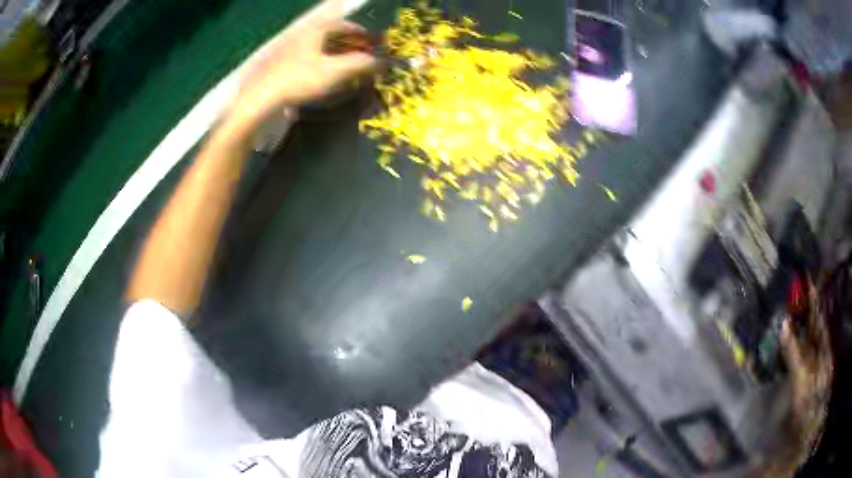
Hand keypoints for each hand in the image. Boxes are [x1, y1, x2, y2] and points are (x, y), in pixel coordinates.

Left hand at [229, 0, 376, 129]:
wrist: (259, 99)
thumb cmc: (299, 80)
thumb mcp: (336, 71)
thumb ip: (361, 63)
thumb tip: (381, 62)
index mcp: (316, 29)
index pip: (345, 25)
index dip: (362, 35)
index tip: (373, 45)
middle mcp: (302, 34)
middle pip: (332, 36)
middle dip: (350, 46)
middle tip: (361, 59)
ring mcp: (288, 49)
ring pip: (318, 48)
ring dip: (335, 56)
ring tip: (345, 70)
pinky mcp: (278, 65)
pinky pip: (306, 59)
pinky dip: (320, 65)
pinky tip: (322, 79)